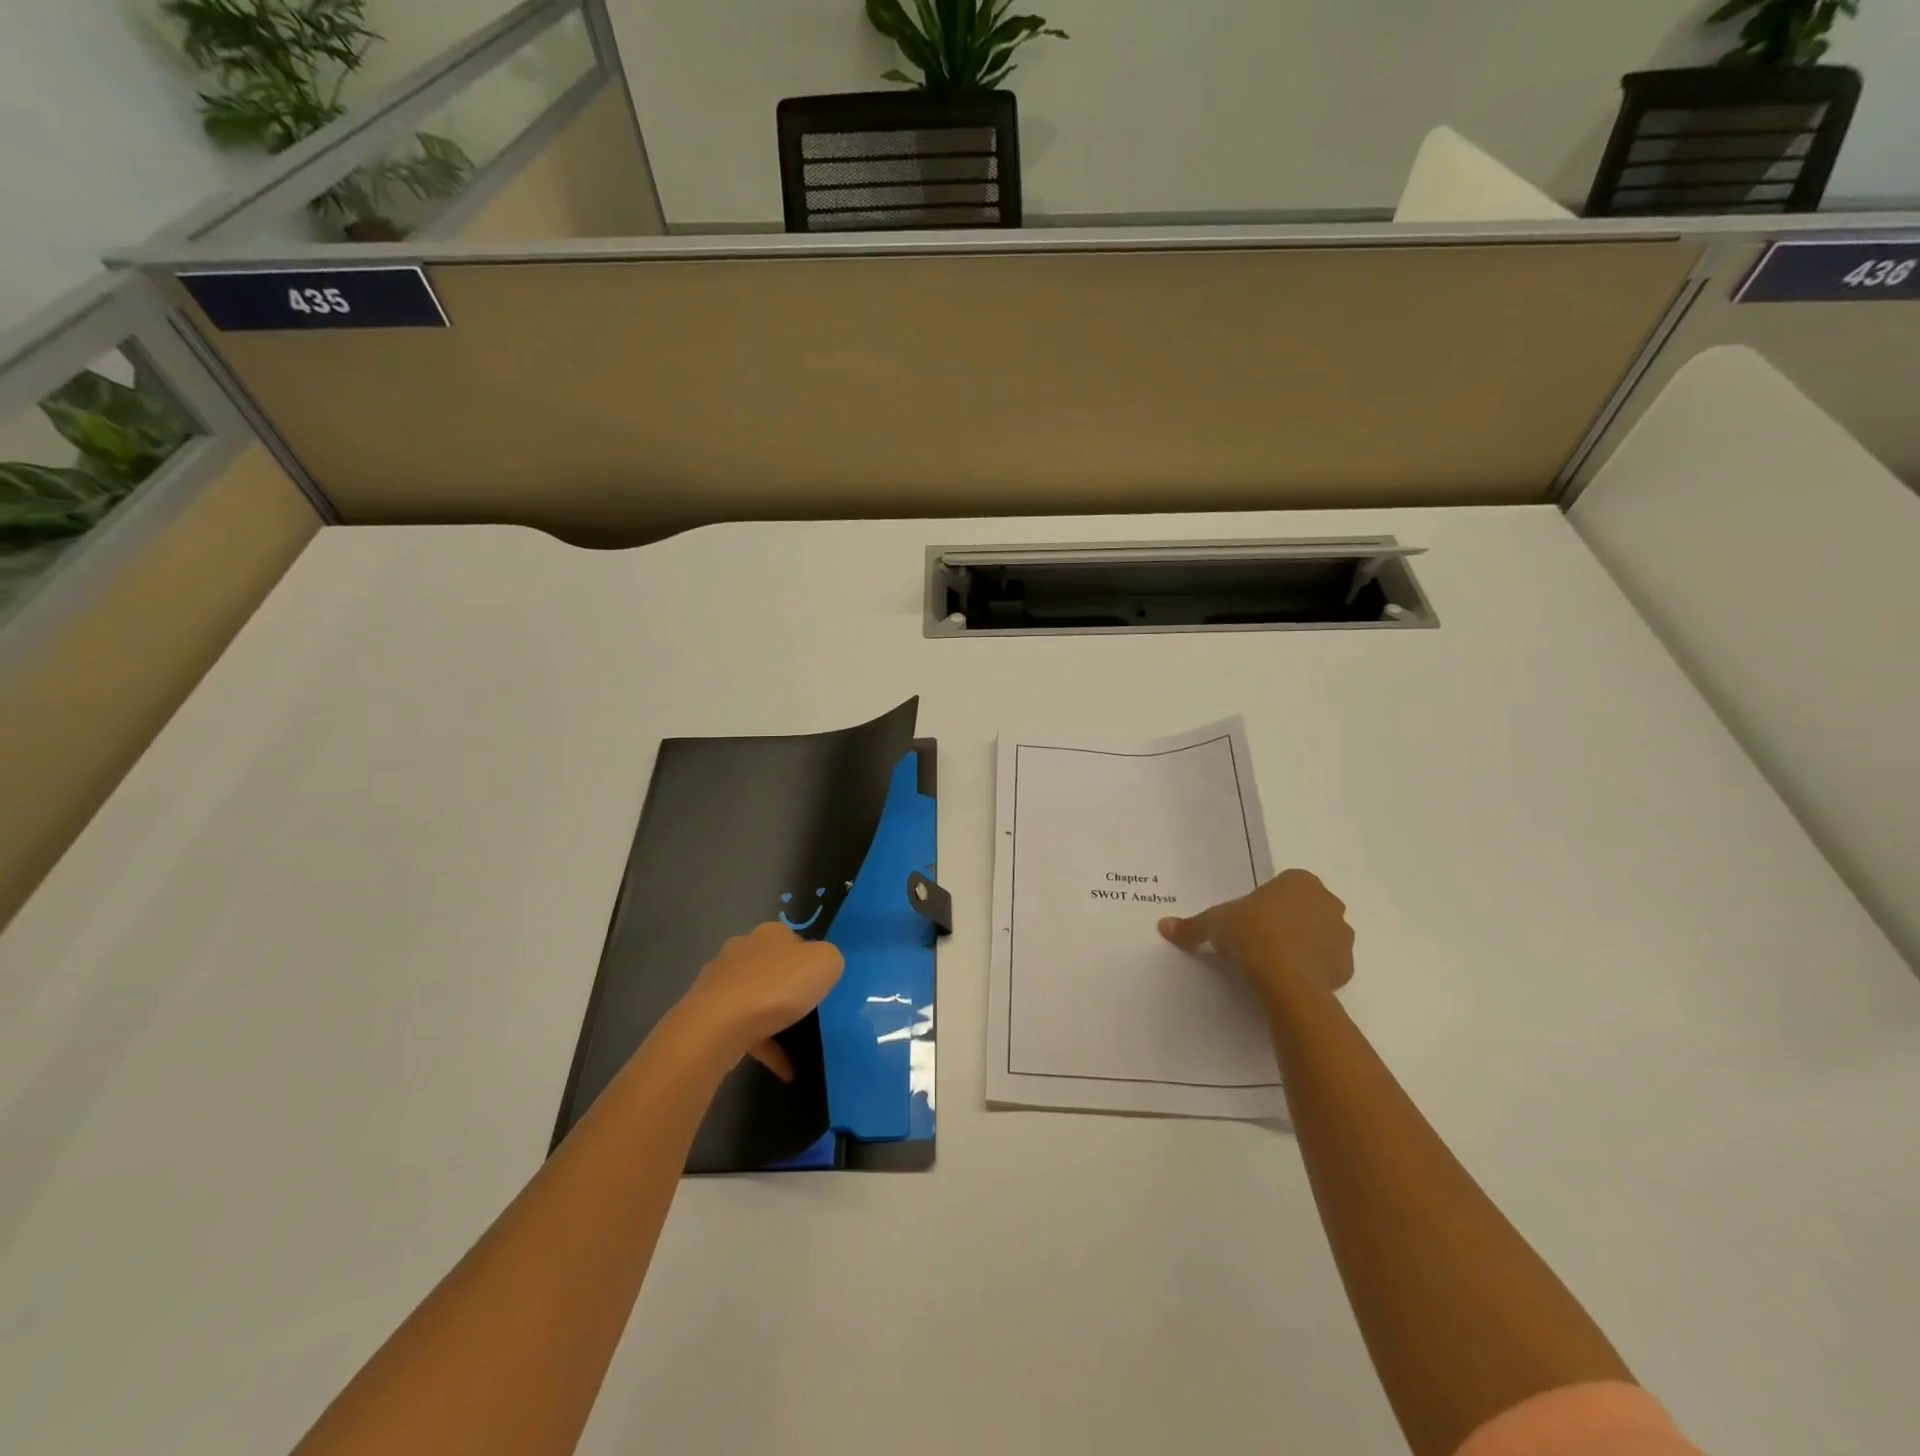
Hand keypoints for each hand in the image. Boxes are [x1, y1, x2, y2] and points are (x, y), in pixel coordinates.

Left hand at [678, 923, 844, 1082]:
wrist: (718, 1026)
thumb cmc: (777, 987)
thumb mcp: (826, 963)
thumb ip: (830, 960)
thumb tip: (822, 966)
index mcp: (770, 933)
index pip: (795, 940)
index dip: (810, 960)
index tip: (821, 984)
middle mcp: (742, 950)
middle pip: (772, 967)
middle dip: (787, 986)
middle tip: (809, 1010)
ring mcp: (720, 983)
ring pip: (755, 998)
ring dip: (773, 1019)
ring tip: (797, 1045)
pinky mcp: (709, 1014)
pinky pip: (744, 1030)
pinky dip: (764, 1047)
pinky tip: (785, 1070)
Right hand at [1158, 869, 1354, 1002]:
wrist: (1285, 977)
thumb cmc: (1250, 934)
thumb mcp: (1213, 924)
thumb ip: (1192, 925)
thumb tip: (1163, 925)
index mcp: (1299, 881)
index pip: (1284, 887)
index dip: (1266, 904)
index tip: (1249, 922)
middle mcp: (1327, 902)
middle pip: (1306, 910)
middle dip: (1289, 922)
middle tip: (1260, 941)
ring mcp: (1342, 935)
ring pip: (1320, 937)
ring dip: (1304, 946)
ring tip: (1275, 964)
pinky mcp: (1348, 967)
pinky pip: (1329, 965)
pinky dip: (1314, 970)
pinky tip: (1290, 980)